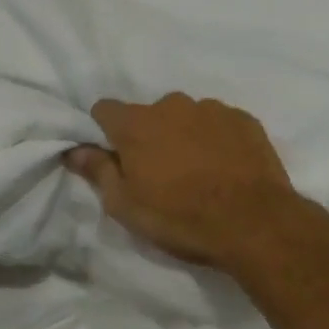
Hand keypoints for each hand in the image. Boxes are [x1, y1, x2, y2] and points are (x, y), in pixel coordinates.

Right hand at [65, 93, 311, 272]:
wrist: (254, 224)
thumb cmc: (179, 217)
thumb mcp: (125, 205)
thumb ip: (98, 171)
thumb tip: (74, 150)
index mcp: (136, 124)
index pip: (104, 109)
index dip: (105, 130)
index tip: (114, 155)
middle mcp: (171, 105)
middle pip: (148, 113)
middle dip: (149, 135)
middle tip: (159, 171)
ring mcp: (211, 109)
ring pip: (186, 116)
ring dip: (184, 135)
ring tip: (196, 171)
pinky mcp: (244, 119)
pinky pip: (219, 123)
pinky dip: (216, 139)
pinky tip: (224, 167)